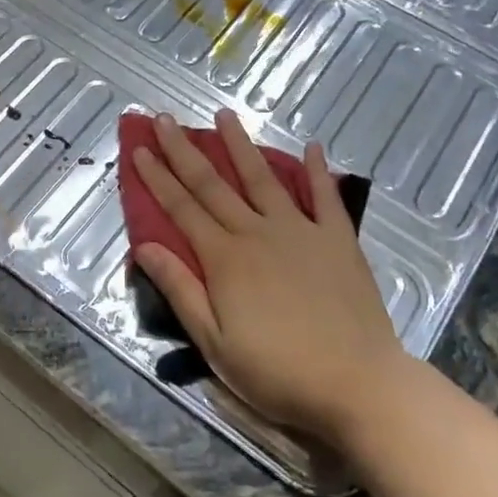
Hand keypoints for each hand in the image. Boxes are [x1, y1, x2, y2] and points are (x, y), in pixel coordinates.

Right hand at [132, 110, 405, 444]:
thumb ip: (181, 290)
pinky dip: (318, 170)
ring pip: (263, 178)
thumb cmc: (278, 371)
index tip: (139, 148)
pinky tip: (313, 146)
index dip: (157, 177)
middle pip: (213, 184)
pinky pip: (325, 197)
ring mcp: (301, 230)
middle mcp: (257, 232)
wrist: (357, 382)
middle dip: (184, 150)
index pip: (181, 208)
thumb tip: (144, 246)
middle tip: (164, 118)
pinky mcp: (338, 239)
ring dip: (240, 145)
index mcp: (225, 258)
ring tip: (224, 114)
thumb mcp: (215, 343)